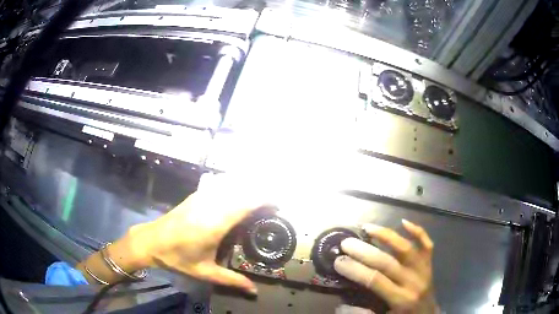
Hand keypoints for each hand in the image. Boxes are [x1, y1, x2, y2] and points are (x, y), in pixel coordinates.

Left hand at [129, 174, 268, 293]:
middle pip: (241, 189)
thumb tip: (254, 291)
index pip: (245, 203)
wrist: (150, 241)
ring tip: (258, 197)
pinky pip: (219, 184)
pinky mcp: (195, 195)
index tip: (278, 204)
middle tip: (273, 203)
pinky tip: (237, 191)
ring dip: (247, 186)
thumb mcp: (205, 272)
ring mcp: (201, 197)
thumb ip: (231, 281)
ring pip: (230, 183)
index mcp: (215, 224)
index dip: (264, 200)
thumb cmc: (178, 258)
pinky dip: (233, 184)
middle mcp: (210, 205)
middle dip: (260, 192)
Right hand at [334, 220, 438, 313]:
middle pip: (388, 262)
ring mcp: (424, 270)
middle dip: (364, 251)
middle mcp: (414, 282)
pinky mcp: (430, 264)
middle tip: (346, 242)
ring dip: (387, 236)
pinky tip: (404, 222)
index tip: (338, 261)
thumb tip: (341, 304)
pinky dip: (417, 231)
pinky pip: (427, 244)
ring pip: (407, 248)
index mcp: (401, 299)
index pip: (375, 280)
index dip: (356, 270)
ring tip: (368, 227)